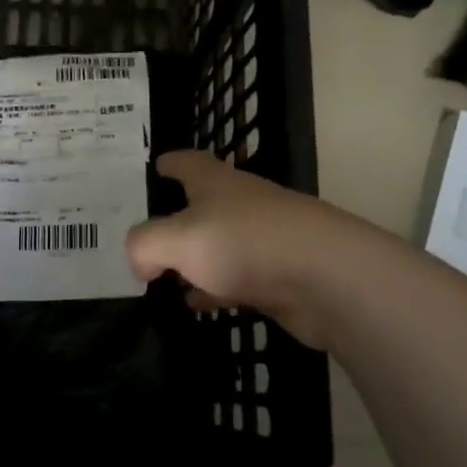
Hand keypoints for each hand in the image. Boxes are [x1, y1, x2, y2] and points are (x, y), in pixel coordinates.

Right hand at [124, 151, 341, 347]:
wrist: (326, 278)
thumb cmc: (243, 243)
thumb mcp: (175, 239)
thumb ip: (144, 245)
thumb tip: (140, 261)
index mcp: (217, 183)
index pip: (189, 163)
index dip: (170, 163)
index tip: (156, 165)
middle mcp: (242, 205)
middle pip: (204, 204)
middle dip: (178, 217)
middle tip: (148, 233)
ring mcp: (264, 241)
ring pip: (220, 246)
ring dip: (195, 259)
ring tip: (164, 276)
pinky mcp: (280, 276)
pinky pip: (237, 279)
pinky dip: (216, 288)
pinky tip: (201, 304)